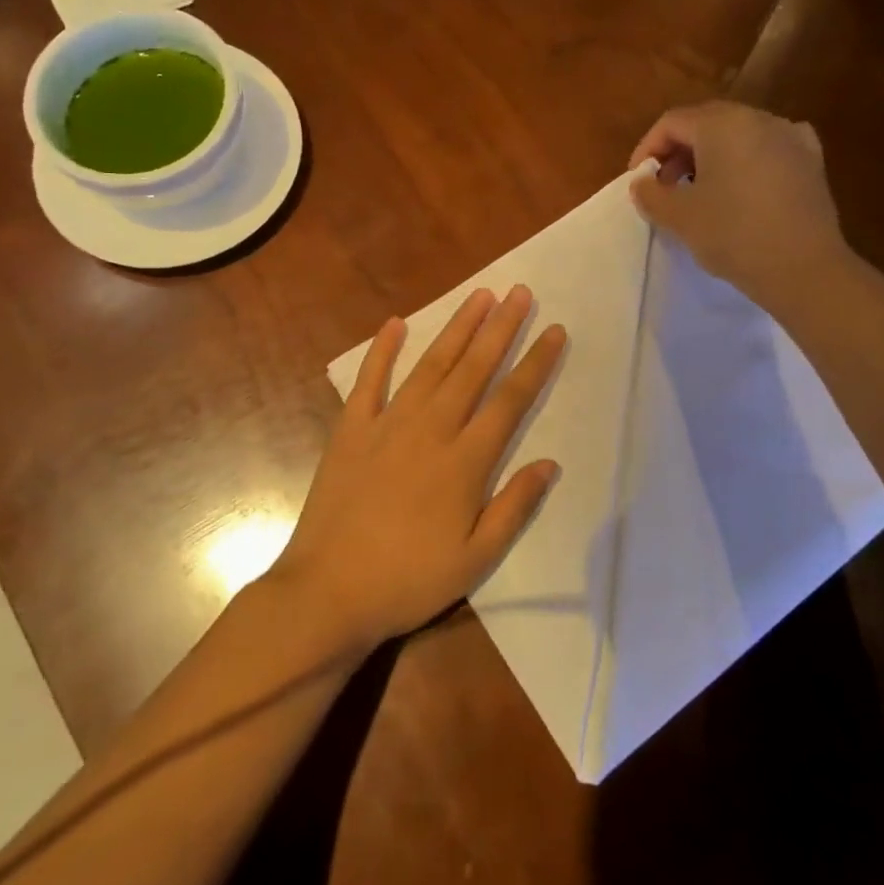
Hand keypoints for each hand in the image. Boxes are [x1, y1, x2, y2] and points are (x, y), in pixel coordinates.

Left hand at [267, 286, 565, 650]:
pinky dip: (382, 350)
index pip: (510, 400)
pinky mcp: (351, 429)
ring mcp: (387, 424)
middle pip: (474, 369)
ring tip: (478, 295)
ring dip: (457, 328)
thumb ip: (514, 507)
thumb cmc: (409, 580)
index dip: (536, 363)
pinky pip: (369, 381)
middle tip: (519, 292)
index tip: (555, 330)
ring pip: (430, 365)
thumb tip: (549, 463)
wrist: (328, 592)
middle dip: (501, 328)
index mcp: (465, 461)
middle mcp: (431, 430)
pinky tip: (395, 323)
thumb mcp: (475, 559)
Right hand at [629, 101, 845, 306]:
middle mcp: (759, 119)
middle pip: (707, 123)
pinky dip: (747, 163)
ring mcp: (791, 137)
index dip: (648, 149)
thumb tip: (643, 183)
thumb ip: (651, 194)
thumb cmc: (733, 234)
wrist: (803, 268)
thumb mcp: (678, 217)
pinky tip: (742, 189)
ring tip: (700, 193)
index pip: (672, 122)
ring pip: (738, 136)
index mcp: (723, 123)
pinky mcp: (812, 163)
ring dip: (711, 158)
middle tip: (665, 186)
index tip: (639, 181)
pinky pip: (768, 151)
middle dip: (679, 152)